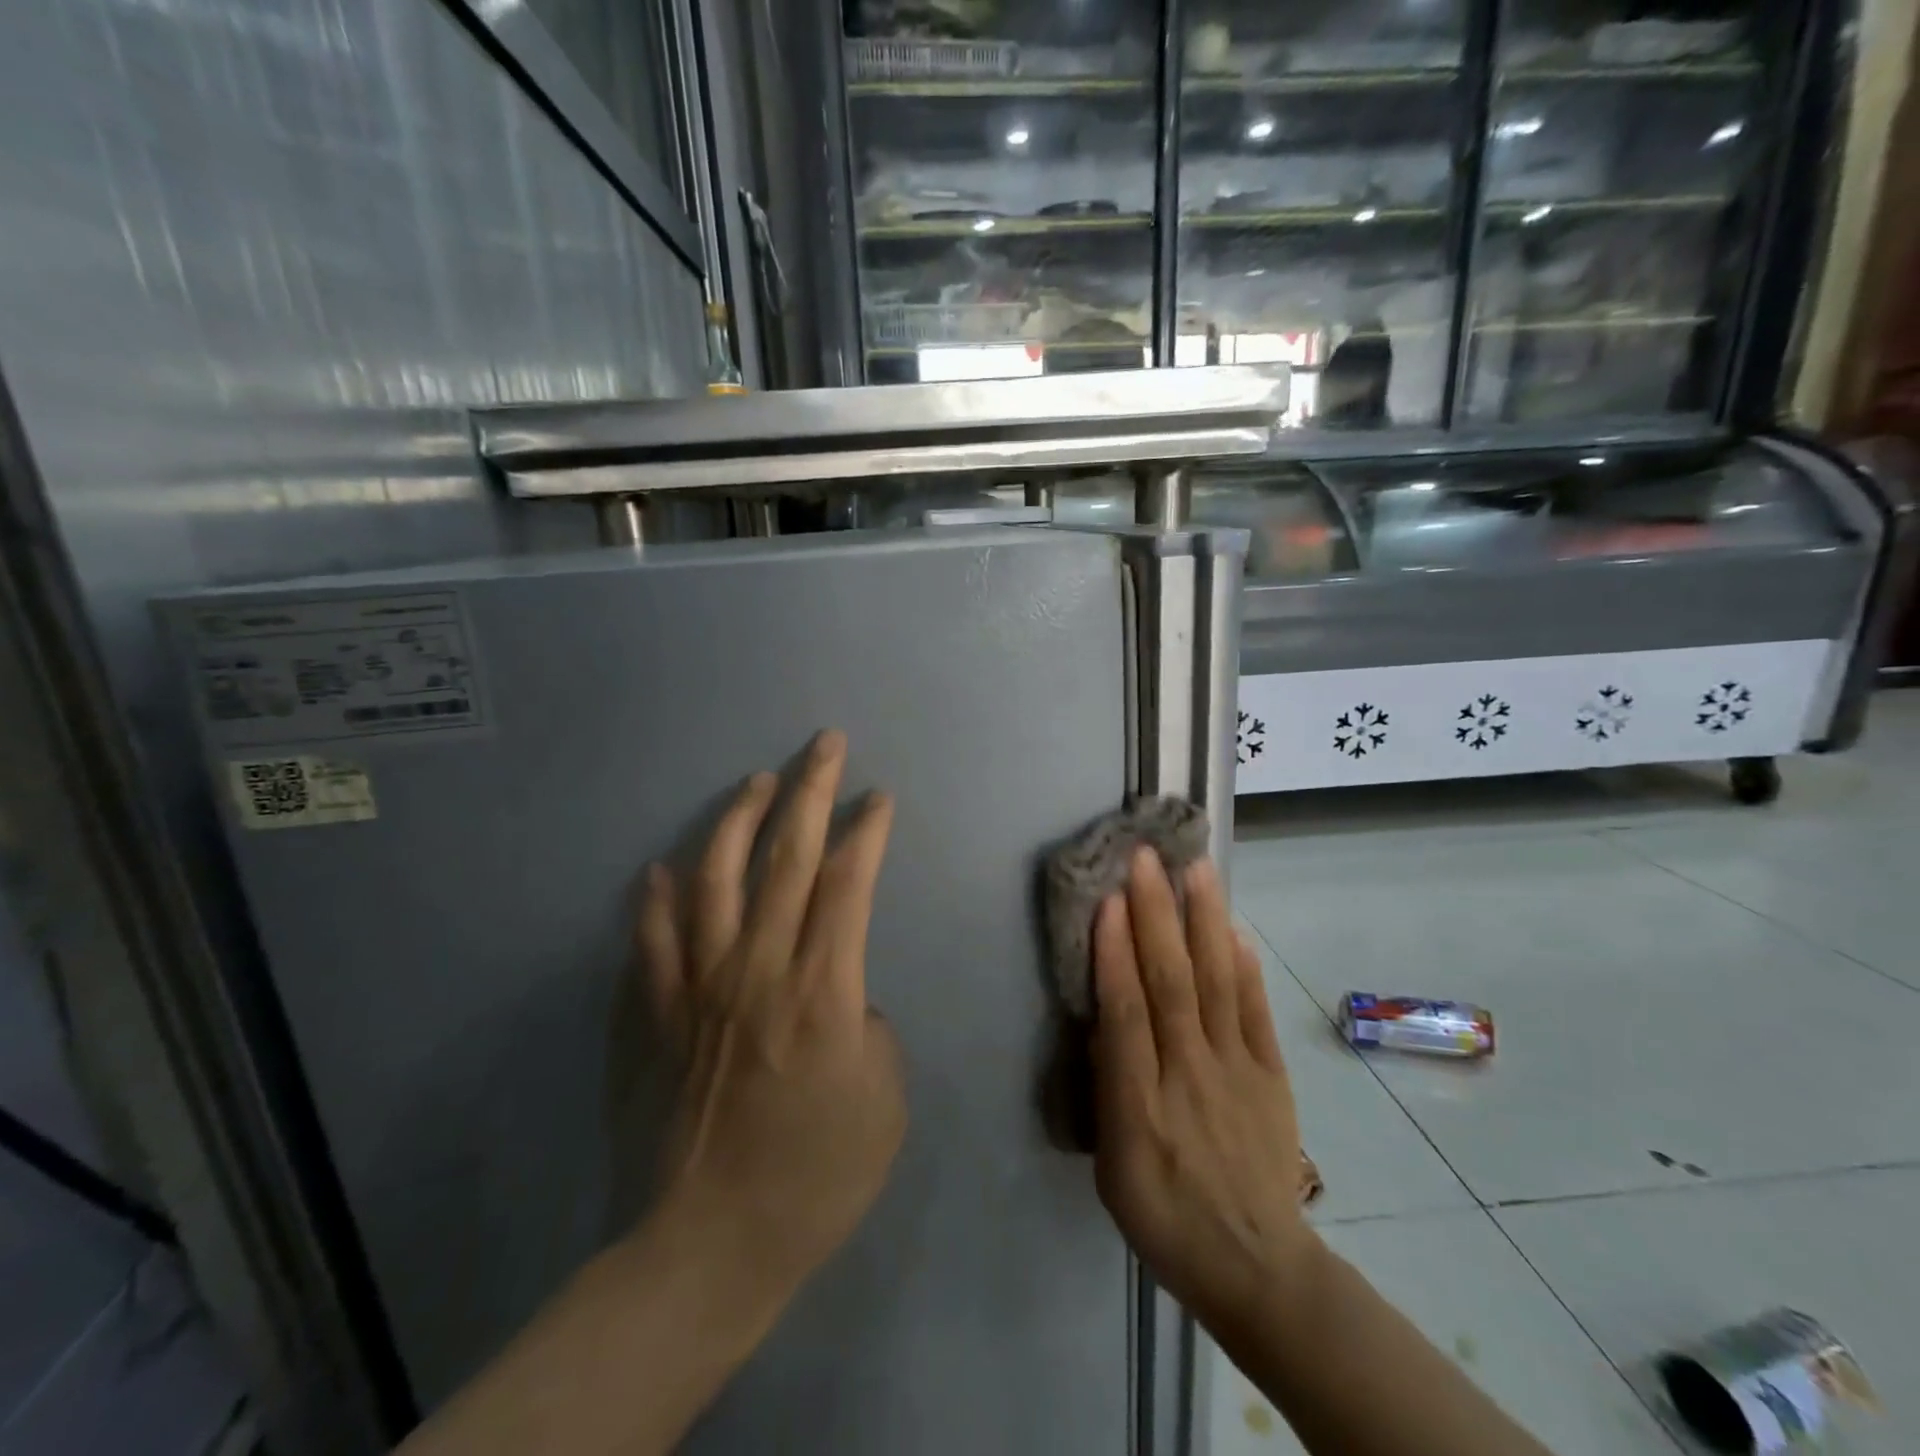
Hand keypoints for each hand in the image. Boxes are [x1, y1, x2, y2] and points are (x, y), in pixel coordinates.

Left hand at [637, 730, 906, 1298]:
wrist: (707, 1245)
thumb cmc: (815, 1177)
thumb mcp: (885, 1097)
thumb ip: (867, 1023)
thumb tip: (838, 993)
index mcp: (822, 988)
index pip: (848, 881)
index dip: (866, 830)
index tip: (878, 797)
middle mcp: (757, 968)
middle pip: (787, 855)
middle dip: (811, 789)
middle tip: (824, 743)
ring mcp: (697, 985)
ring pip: (715, 875)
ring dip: (739, 818)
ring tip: (758, 781)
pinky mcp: (653, 1012)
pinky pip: (651, 936)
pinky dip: (656, 894)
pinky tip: (662, 866)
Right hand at [1091, 847, 1312, 1327]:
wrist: (1258, 1266)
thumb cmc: (1165, 1216)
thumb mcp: (1113, 1169)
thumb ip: (1108, 1091)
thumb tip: (1105, 1020)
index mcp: (1141, 1106)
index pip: (1126, 1013)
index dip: (1116, 953)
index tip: (1109, 899)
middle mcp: (1190, 1075)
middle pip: (1172, 983)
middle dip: (1156, 915)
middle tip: (1146, 858)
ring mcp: (1237, 1071)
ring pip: (1216, 983)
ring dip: (1203, 922)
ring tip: (1195, 870)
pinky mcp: (1270, 1074)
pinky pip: (1256, 1012)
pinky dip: (1244, 966)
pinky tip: (1232, 928)